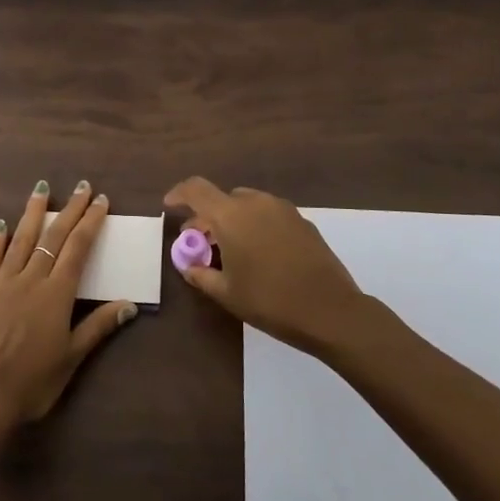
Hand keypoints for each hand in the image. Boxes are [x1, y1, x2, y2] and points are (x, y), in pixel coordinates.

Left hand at [0, 179, 139, 422]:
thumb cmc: (33, 382)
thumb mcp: (71, 357)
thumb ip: (98, 327)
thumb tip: (129, 305)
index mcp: (57, 294)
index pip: (78, 249)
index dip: (90, 223)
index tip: (100, 201)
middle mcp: (31, 279)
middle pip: (53, 237)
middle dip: (69, 210)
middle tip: (81, 186)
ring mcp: (2, 283)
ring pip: (20, 240)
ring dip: (32, 213)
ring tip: (41, 189)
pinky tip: (2, 224)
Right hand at [163, 177, 367, 352]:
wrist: (330, 310)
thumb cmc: (269, 300)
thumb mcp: (226, 293)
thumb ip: (201, 275)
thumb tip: (189, 267)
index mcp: (231, 215)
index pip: (196, 189)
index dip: (179, 194)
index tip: (170, 206)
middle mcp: (256, 203)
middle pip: (222, 199)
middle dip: (207, 217)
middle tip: (200, 243)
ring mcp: (283, 210)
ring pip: (247, 205)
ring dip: (233, 220)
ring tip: (231, 250)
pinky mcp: (303, 222)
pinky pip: (269, 215)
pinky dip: (255, 225)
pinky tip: (260, 254)